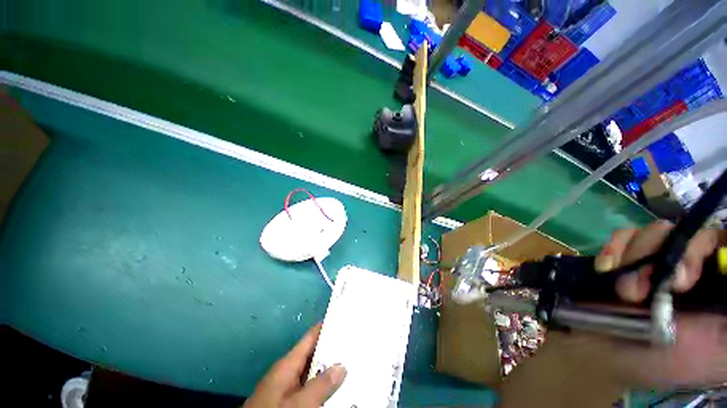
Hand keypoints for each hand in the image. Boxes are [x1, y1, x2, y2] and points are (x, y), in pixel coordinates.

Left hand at [244, 324, 345, 407]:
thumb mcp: (297, 403)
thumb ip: (320, 385)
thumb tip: (342, 366)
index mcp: (288, 363)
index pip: (312, 336)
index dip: (328, 326)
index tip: (345, 319)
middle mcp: (289, 371)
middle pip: (315, 353)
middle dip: (334, 349)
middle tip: (355, 343)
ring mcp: (288, 387)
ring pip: (314, 372)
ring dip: (330, 370)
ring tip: (352, 363)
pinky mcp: (288, 400)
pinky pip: (309, 388)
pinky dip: (322, 386)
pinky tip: (336, 389)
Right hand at [590, 221, 726, 386]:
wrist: (601, 354)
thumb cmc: (661, 361)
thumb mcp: (714, 351)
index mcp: (714, 284)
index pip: (721, 243)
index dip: (702, 249)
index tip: (680, 282)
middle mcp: (689, 266)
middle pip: (689, 232)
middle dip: (662, 259)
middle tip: (642, 293)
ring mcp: (654, 259)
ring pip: (653, 231)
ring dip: (633, 259)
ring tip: (623, 292)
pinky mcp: (623, 256)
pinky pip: (621, 236)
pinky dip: (612, 251)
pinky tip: (605, 271)